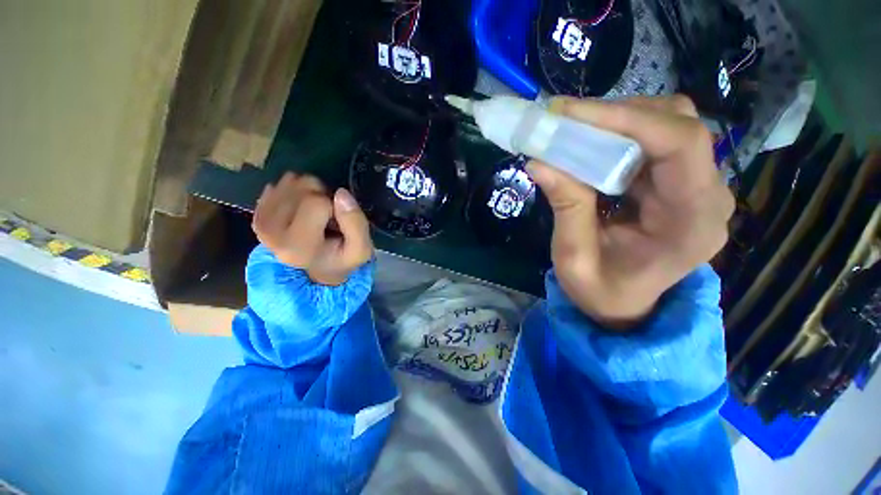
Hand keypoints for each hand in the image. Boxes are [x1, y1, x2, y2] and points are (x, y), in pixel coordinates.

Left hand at [252, 172, 372, 285]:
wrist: (321, 269)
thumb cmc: (343, 258)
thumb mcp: (361, 249)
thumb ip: (356, 223)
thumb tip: (340, 193)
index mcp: (297, 245)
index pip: (317, 202)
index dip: (335, 207)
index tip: (338, 224)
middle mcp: (271, 233)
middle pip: (302, 188)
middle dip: (322, 196)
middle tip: (329, 218)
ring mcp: (260, 222)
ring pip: (291, 181)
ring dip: (311, 192)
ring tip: (317, 214)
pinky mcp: (257, 215)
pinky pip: (280, 183)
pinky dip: (297, 191)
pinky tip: (303, 210)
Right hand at [528, 95, 734, 328]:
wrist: (626, 306)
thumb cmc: (601, 292)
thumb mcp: (574, 259)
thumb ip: (566, 209)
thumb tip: (540, 161)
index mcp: (691, 223)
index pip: (681, 145)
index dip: (627, 118)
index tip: (569, 113)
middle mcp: (707, 197)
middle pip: (677, 126)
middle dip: (615, 117)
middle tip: (563, 123)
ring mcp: (697, 187)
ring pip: (667, 126)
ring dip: (616, 123)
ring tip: (573, 134)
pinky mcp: (679, 184)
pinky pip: (655, 142)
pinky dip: (618, 137)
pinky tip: (589, 148)